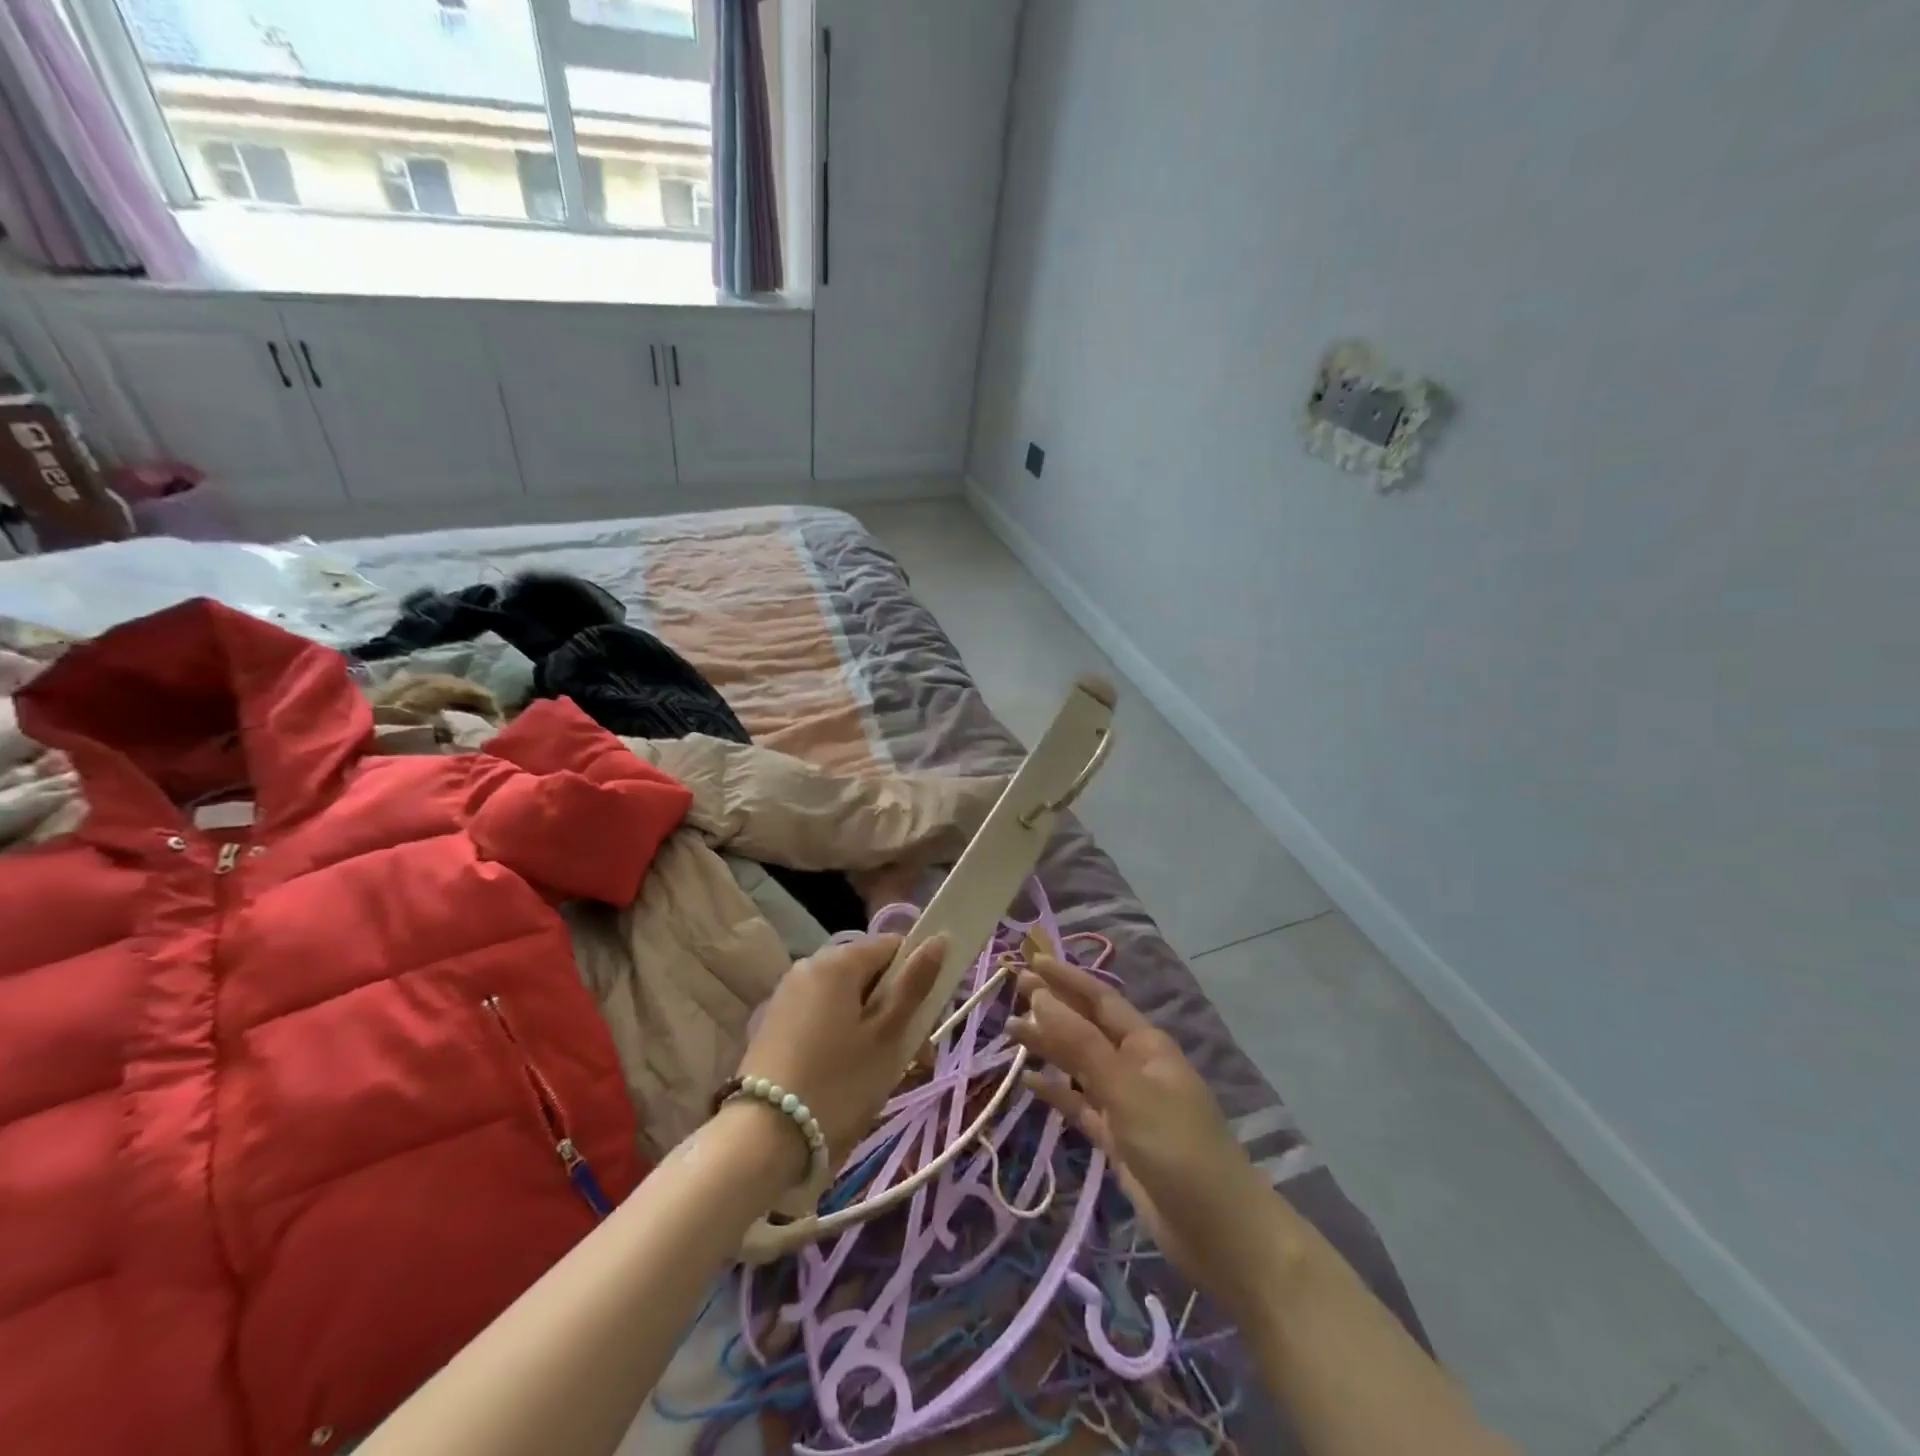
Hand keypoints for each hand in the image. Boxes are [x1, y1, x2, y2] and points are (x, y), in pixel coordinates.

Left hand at [736, 933, 947, 1171]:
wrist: (762, 1139)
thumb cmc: (838, 1083)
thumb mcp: (887, 1036)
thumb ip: (914, 984)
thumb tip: (939, 939)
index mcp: (838, 961)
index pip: (893, 946)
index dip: (917, 976)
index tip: (926, 1020)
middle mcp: (809, 966)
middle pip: (869, 974)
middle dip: (895, 1008)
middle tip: (911, 1057)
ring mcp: (788, 994)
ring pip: (847, 999)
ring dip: (871, 1026)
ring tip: (881, 1074)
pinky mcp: (775, 1023)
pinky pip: (823, 1016)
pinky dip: (843, 1036)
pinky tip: (847, 1075)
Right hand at [1010, 954, 1287, 1321]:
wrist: (1219, 1233)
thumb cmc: (1177, 1147)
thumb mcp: (1126, 1089)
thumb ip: (1081, 1045)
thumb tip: (1040, 997)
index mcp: (1145, 1045)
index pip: (1099, 999)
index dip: (1066, 978)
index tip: (1031, 961)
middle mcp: (1134, 1066)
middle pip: (1086, 1028)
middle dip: (1053, 1007)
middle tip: (1012, 990)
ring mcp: (1126, 1104)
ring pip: (1079, 1065)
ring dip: (1049, 1047)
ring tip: (1011, 1032)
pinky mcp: (1117, 1140)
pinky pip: (1080, 1105)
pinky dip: (1057, 1092)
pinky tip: (1029, 1083)